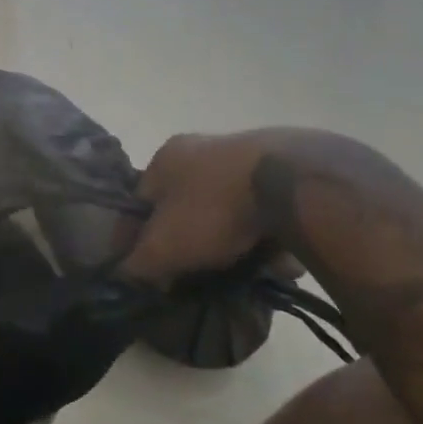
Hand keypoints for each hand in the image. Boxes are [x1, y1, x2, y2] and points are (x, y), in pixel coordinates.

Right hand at [122, 131, 274, 285]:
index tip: (145, 269)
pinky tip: (278, 262)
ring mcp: (245, 157)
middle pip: (184, 206)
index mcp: (164, 159)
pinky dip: (270, 237)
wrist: (293, 185)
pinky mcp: (285, 170)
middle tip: (195, 272)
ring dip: (232, 242)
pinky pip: (268, 213)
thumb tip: (129, 274)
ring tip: (244, 273)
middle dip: (189, 241)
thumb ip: (139, 263)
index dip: (136, 238)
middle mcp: (201, 149)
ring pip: (227, 211)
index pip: (139, 202)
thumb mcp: (164, 246)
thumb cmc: (213, 210)